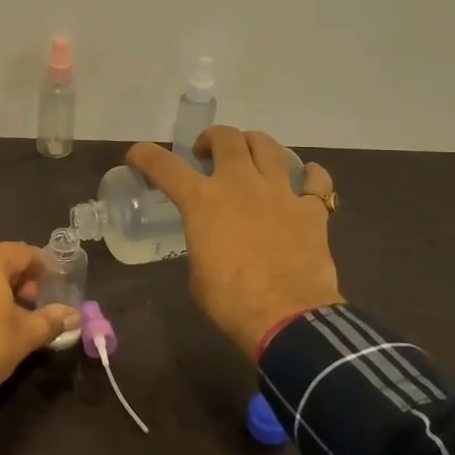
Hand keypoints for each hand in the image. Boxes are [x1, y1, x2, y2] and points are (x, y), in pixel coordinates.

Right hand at [127, 128, 341, 359]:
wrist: (286, 317)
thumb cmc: (230, 300)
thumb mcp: (197, 272)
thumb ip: (201, 244)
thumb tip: (211, 245)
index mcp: (203, 201)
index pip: (164, 166)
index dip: (146, 155)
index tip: (138, 155)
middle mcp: (240, 184)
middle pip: (226, 137)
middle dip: (212, 139)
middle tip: (206, 153)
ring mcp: (279, 193)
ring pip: (269, 146)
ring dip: (255, 145)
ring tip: (251, 157)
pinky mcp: (311, 210)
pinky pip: (317, 181)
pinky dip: (311, 175)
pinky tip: (307, 179)